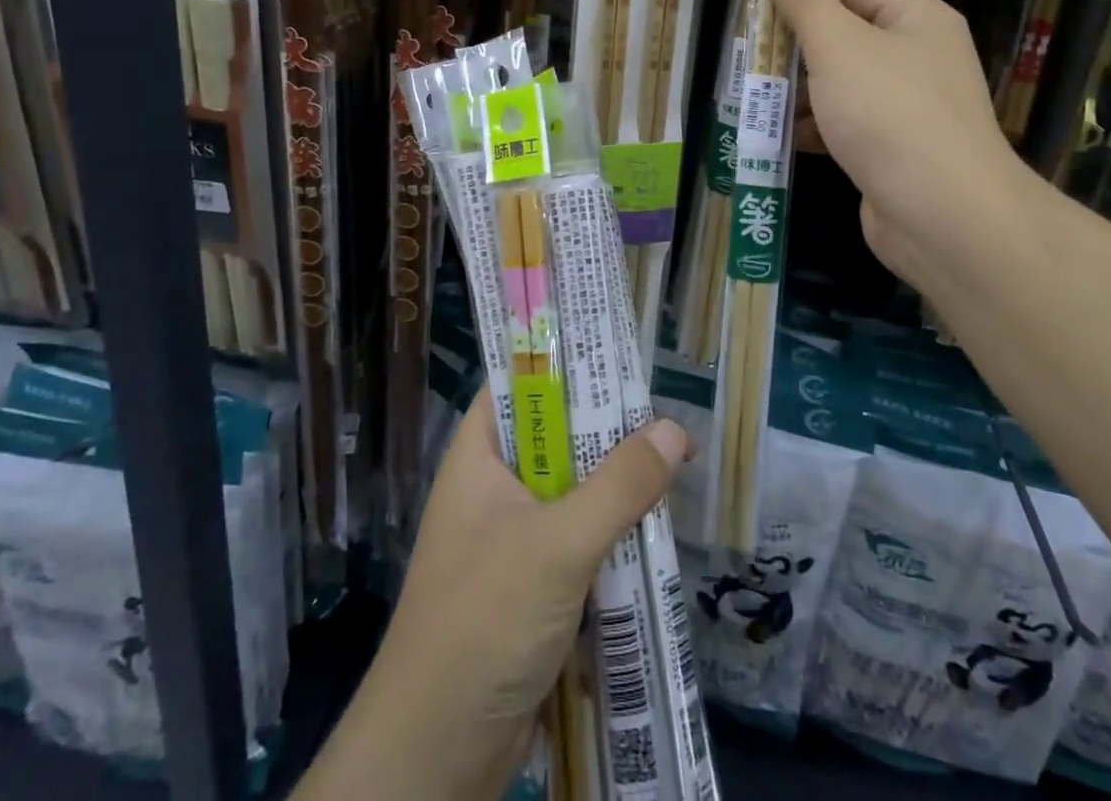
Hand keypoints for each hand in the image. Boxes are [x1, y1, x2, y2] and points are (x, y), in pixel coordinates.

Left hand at [305, 400, 687, 800]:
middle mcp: (491, 489)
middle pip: (553, 439)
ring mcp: (509, 541)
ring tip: (670, 465)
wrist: (435, 755)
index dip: (561, 364)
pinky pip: (575, 543)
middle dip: (604, 431)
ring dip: (613, 488)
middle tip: (661, 415)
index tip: (615, 355)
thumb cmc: (485, 621)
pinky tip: (650, 531)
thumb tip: (674, 430)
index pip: (517, 385)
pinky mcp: (528, 588)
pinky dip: (608, 536)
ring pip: (570, 493)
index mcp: (478, 458)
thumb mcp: (559, 544)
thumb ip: (619, 486)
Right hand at [769, 0, 1031, 297]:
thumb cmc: (889, 115)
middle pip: (844, 36)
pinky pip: (847, 124)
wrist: (943, 215)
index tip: (761, 24)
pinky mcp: (894, 150)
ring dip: (799, 93)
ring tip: (759, 104)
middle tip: (753, 66)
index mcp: (916, 18)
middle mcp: (917, 56)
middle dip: (796, 51)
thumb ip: (806, 4)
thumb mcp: (839, 47)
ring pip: (841, 84)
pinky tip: (782, 140)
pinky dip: (815, 128)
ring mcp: (908, 106)